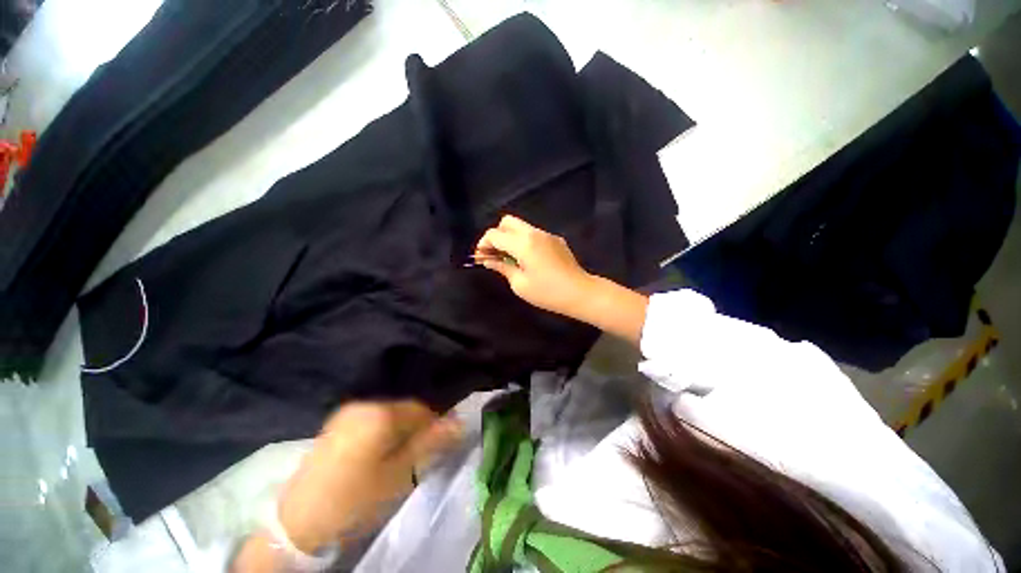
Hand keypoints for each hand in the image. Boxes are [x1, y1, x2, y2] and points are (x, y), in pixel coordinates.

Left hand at [278, 402, 461, 552]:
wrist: (298, 524)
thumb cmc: (356, 500)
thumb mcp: (400, 475)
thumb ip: (430, 443)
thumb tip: (459, 421)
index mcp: (381, 413)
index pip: (421, 409)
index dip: (433, 426)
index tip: (436, 447)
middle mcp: (364, 404)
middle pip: (404, 410)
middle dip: (415, 429)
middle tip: (416, 457)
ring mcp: (347, 413)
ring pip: (387, 415)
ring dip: (398, 432)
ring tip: (396, 459)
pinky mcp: (335, 425)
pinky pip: (370, 421)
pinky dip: (380, 433)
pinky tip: (375, 456)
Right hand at [475, 215, 594, 318]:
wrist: (580, 293)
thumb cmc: (547, 292)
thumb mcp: (520, 284)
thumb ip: (502, 267)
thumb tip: (488, 260)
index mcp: (523, 243)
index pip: (495, 234)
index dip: (483, 244)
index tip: (480, 258)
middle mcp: (534, 233)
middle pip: (507, 222)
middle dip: (496, 235)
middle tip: (495, 254)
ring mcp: (547, 235)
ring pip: (521, 227)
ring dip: (510, 238)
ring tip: (510, 258)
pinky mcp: (556, 240)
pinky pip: (534, 234)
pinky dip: (524, 241)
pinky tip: (528, 260)